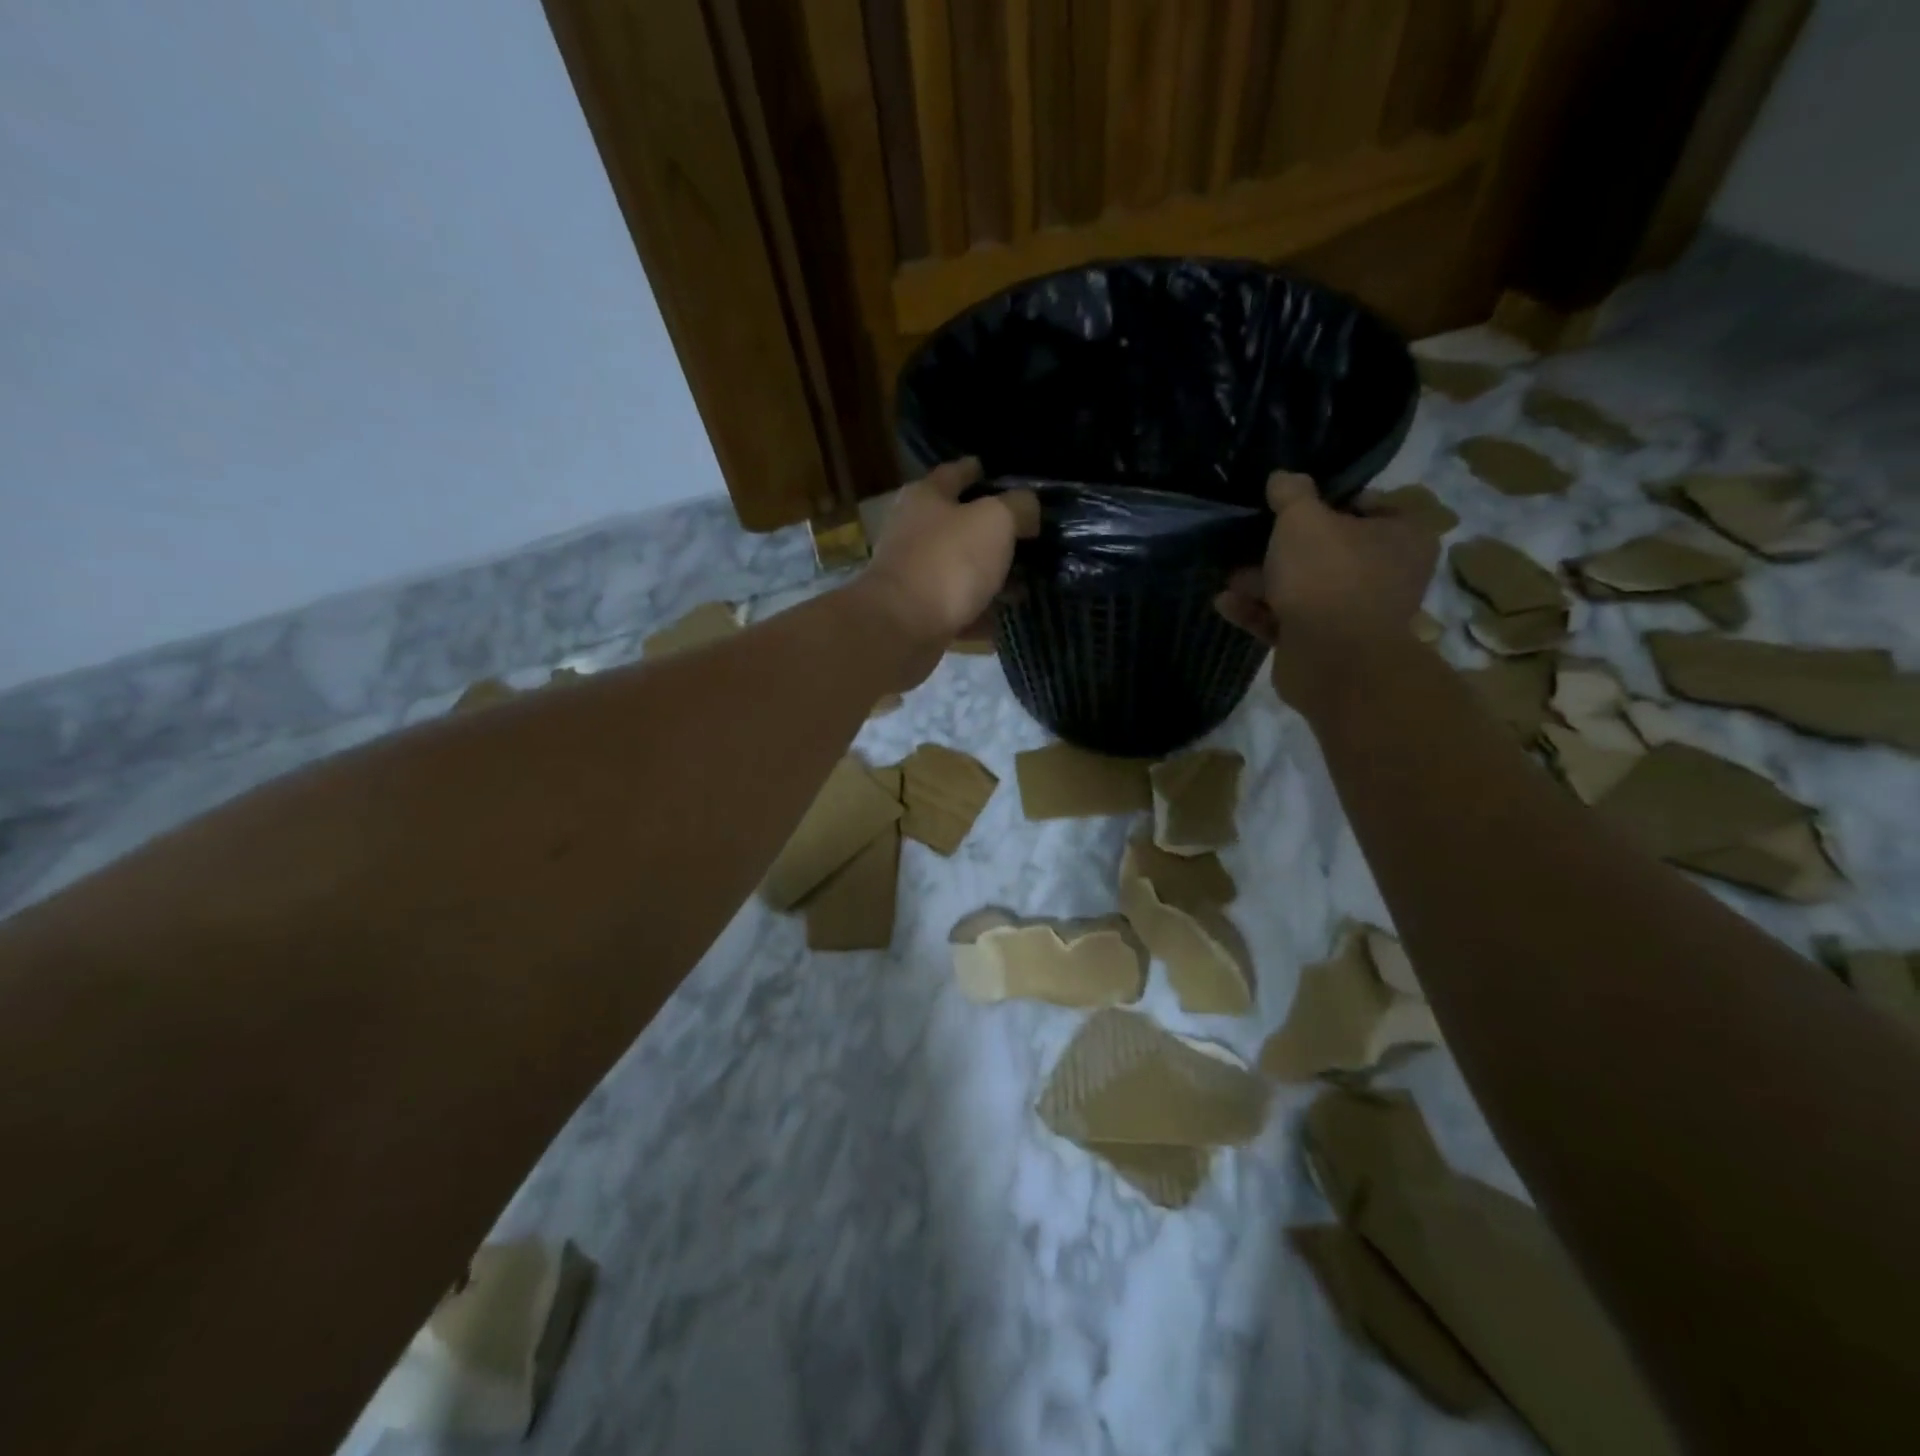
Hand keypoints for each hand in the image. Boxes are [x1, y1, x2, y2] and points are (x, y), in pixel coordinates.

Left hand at [856, 458, 1038, 684]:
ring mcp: (913, 574)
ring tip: (1023, 579)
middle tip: (1026, 534)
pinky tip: (1003, 617)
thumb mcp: (995, 521)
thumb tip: (1027, 508)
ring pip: (959, 568)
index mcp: (925, 497)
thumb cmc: (948, 562)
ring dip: (987, 573)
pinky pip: (957, 607)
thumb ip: (1018, 507)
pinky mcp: (918, 613)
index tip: (997, 473)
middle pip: (957, 524)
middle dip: (990, 528)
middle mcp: (913, 531)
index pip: (955, 473)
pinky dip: (979, 611)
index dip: (978, 470)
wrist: (902, 628)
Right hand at [1215, 471, 1437, 712]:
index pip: (1369, 506)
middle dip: (1284, 549)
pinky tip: (1224, 603)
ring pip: (1304, 588)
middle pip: (1330, 550)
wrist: (1332, 659)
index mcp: (1402, 537)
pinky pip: (1287, 620)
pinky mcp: (1323, 645)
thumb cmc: (1328, 576)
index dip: (1329, 501)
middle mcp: (1385, 574)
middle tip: (1251, 539)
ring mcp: (1354, 614)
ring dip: (1264, 582)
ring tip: (1229, 575)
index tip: (1292, 503)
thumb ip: (1292, 494)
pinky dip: (1258, 612)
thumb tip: (1283, 477)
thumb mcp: (1303, 519)